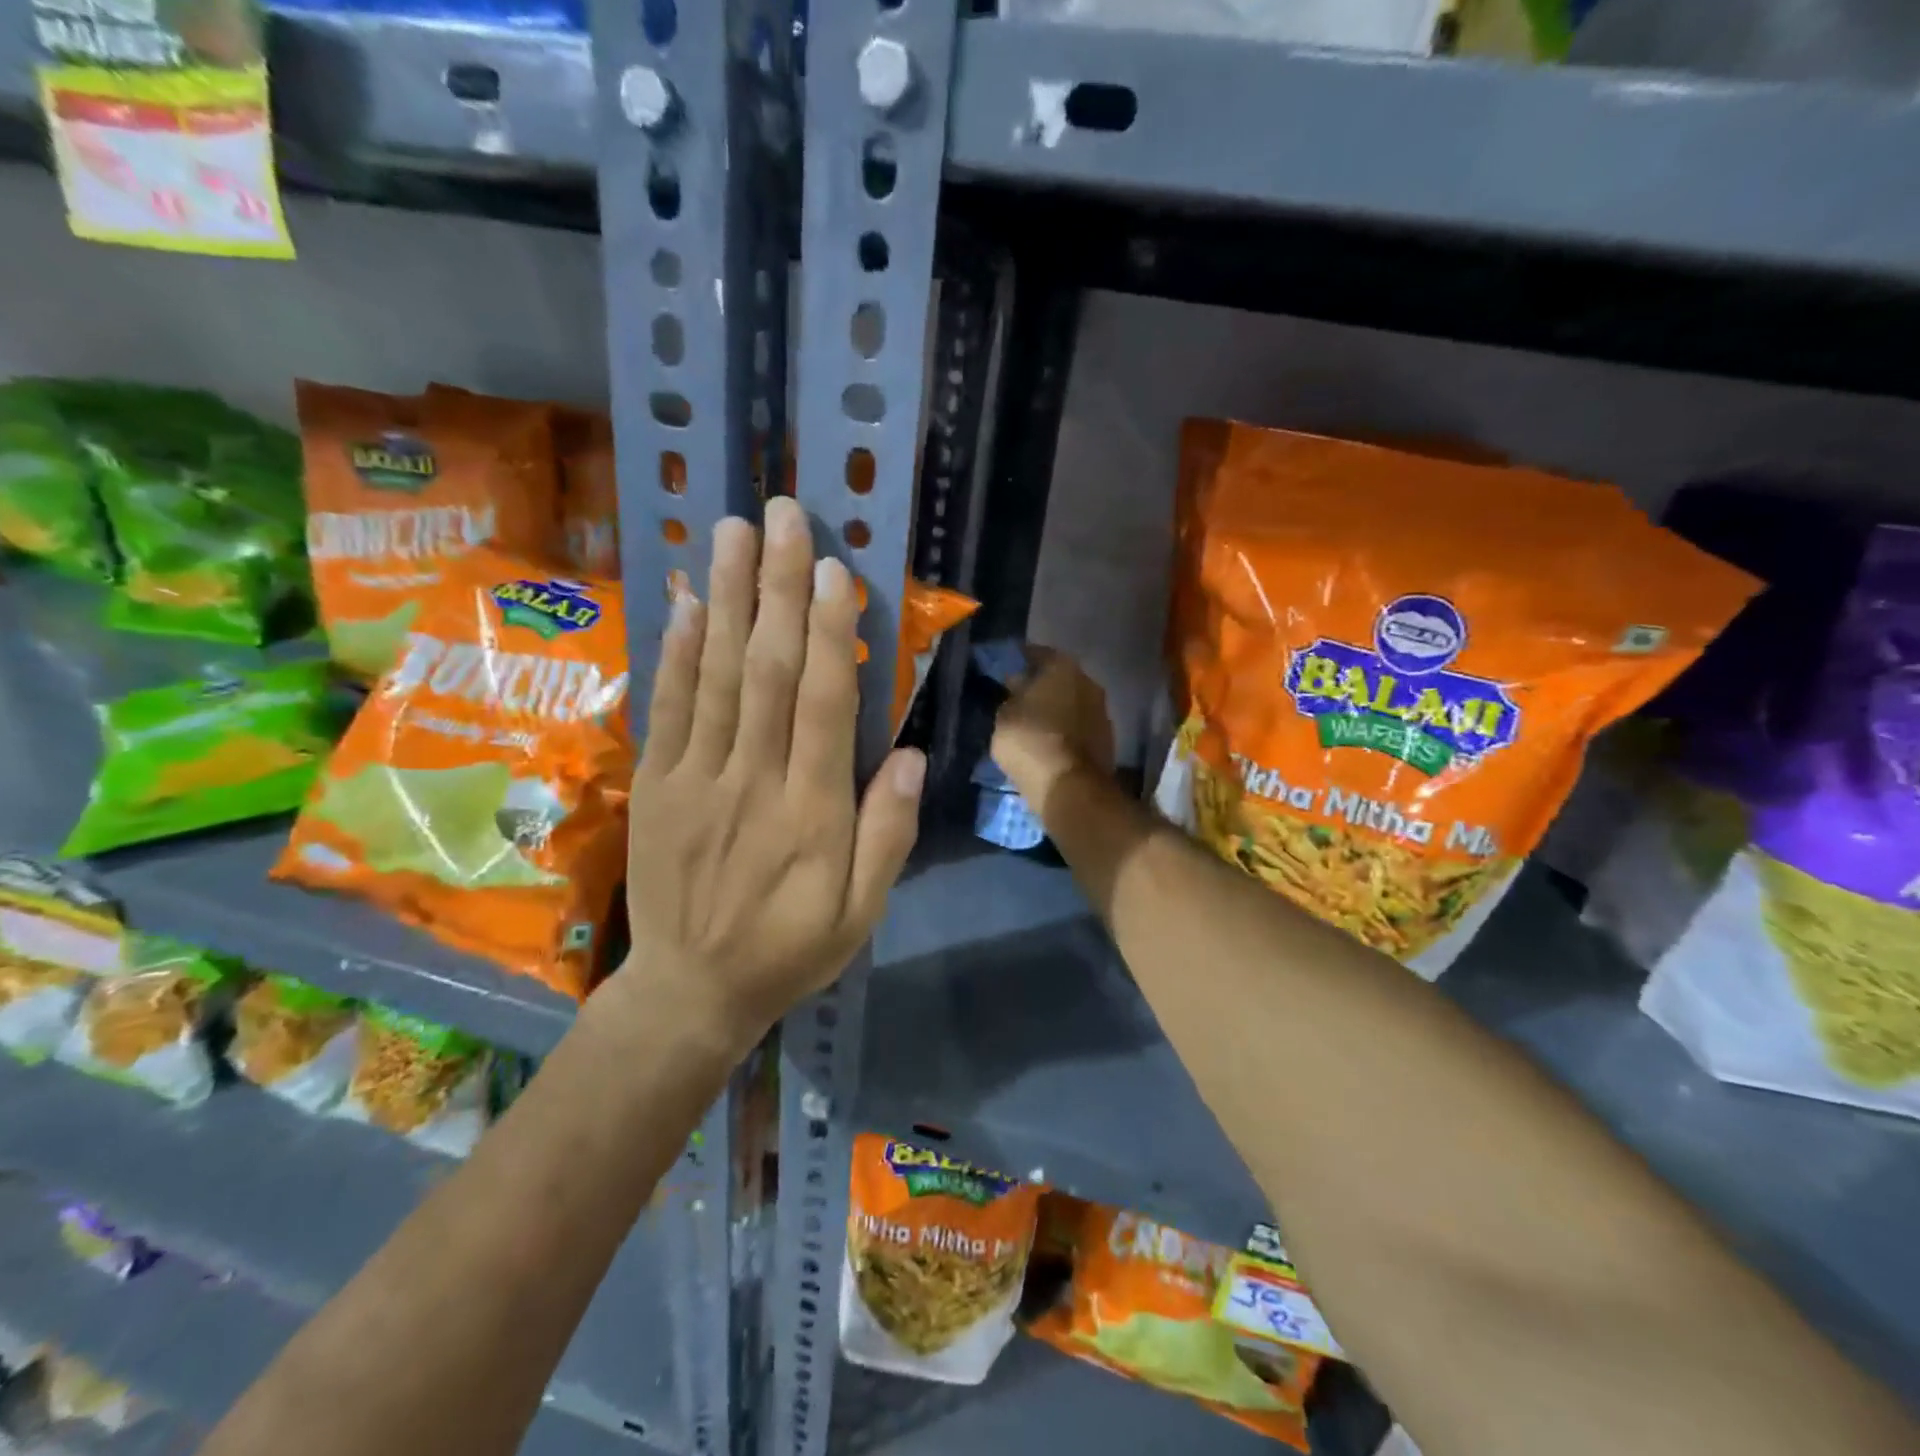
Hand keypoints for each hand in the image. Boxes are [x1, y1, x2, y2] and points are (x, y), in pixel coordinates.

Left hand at [618, 496, 924, 1045]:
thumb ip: (887, 834)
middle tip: (784, 517)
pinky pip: (666, 709)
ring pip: (714, 676)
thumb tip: (908, 754)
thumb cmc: (790, 949)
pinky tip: (686, 601)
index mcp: (811, 814)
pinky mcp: (656, 785)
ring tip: (733, 532)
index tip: (835, 571)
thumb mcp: (861, 913)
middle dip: (776, 589)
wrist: (690, 991)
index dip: (828, 634)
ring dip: (724, 598)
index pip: (822, 706)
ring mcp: (695, 779)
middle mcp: (751, 782)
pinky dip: (676, 651)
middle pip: (765, 671)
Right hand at [991, 647, 1115, 808]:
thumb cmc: (1031, 741)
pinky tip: (1049, 742)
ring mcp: (1102, 711)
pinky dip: (1065, 731)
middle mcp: (1088, 681)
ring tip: (1033, 724)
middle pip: (1059, 678)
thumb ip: (1010, 696)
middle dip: (1040, 687)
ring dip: (1055, 710)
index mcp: (1062, 666)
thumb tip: (1017, 685)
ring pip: (1071, 703)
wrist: (1071, 788)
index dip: (1019, 662)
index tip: (1005, 672)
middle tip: (1018, 699)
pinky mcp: (1107, 740)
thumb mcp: (1004, 716)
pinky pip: (1079, 727)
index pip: (1036, 654)